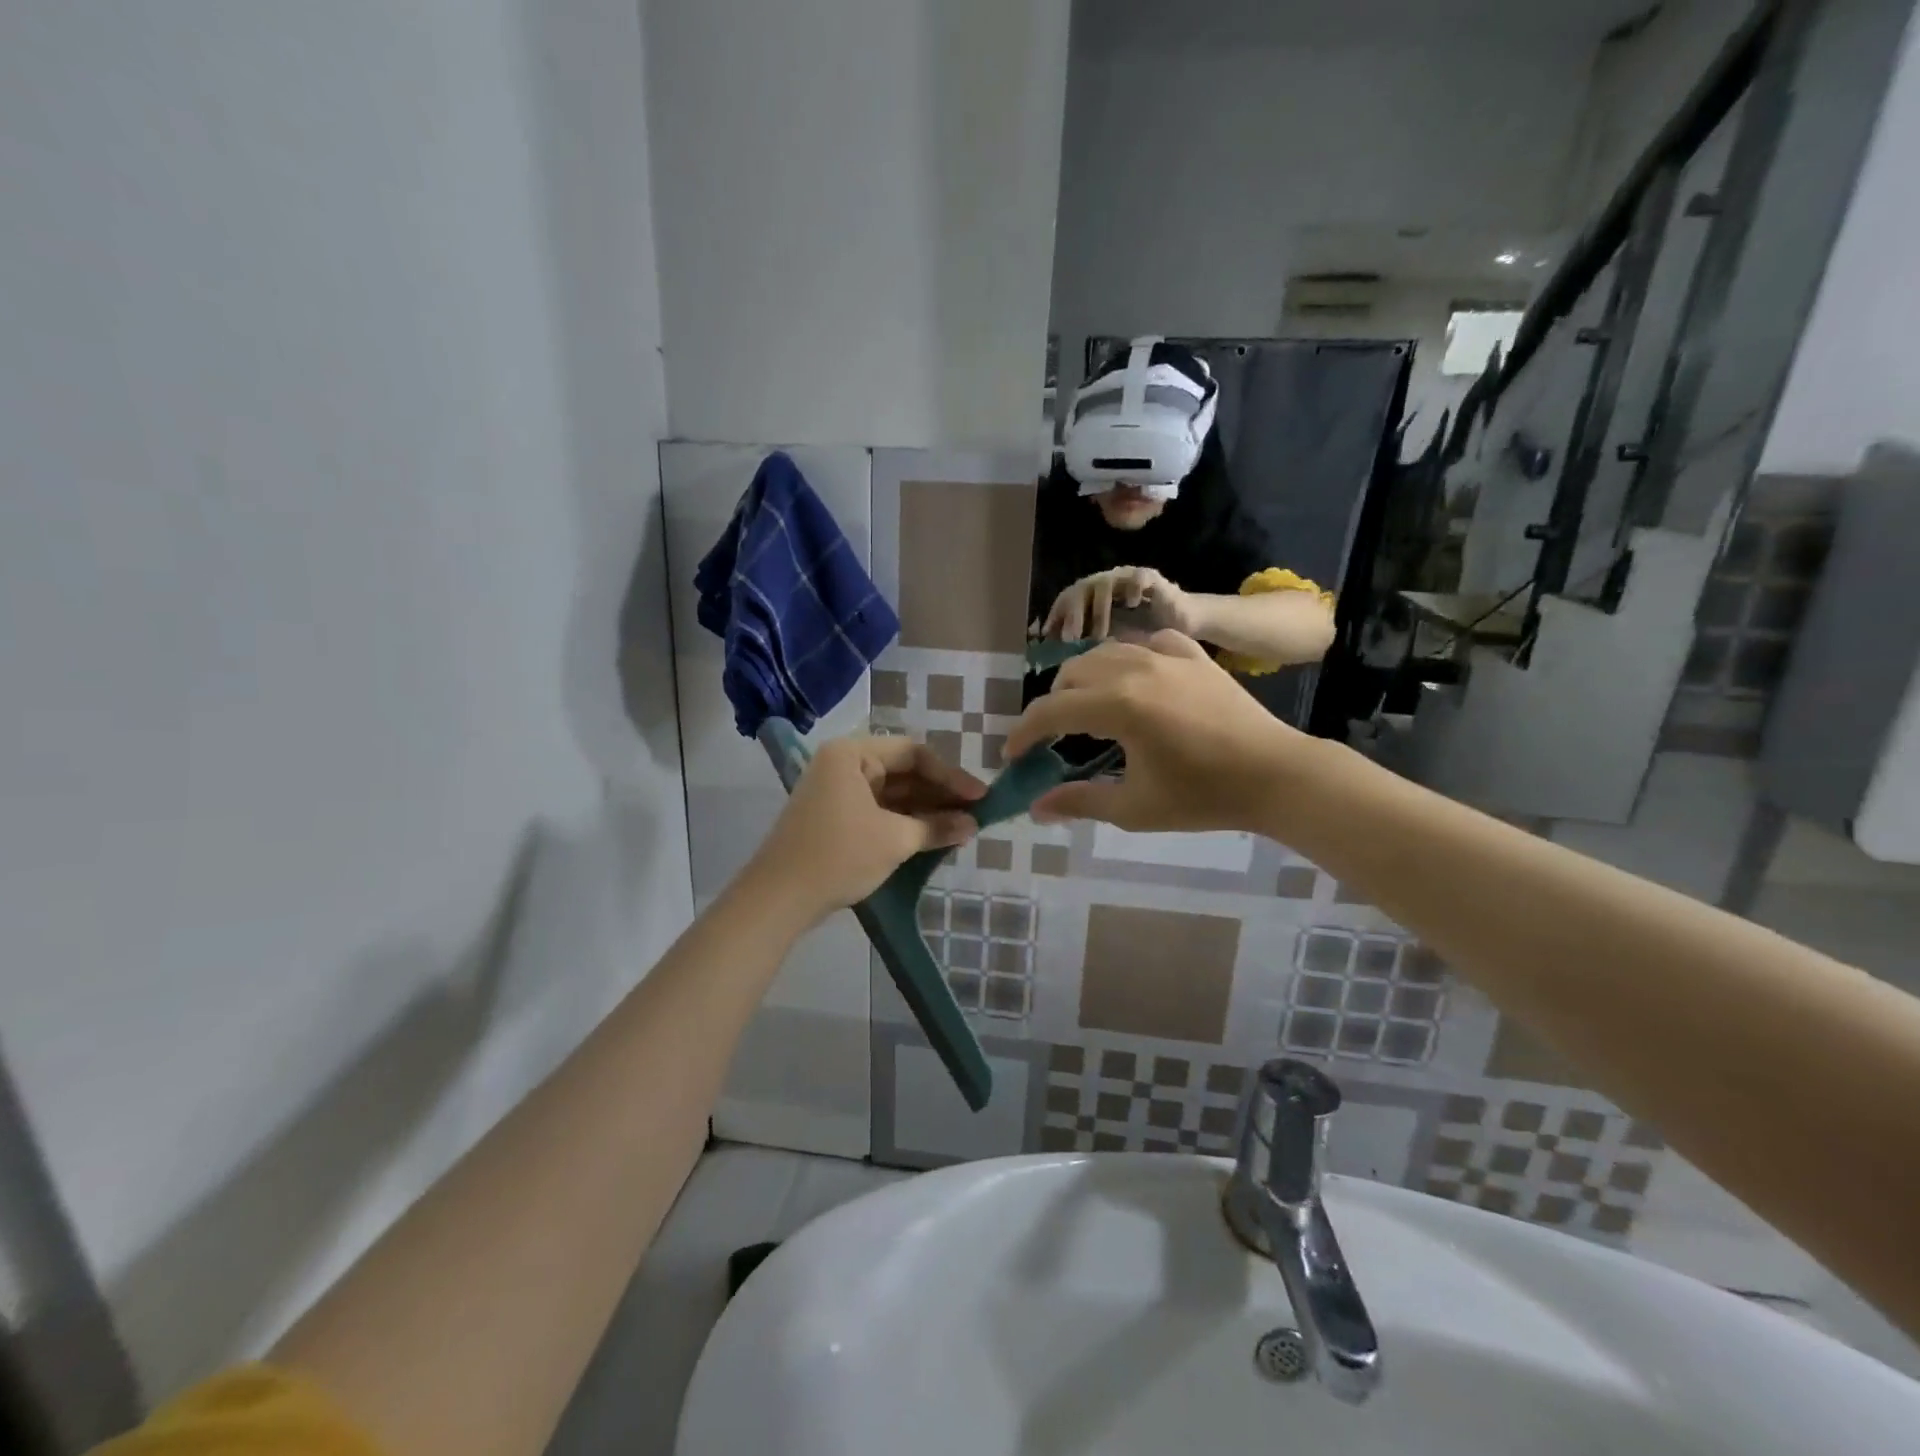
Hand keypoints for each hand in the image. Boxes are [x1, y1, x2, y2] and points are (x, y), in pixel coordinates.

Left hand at [748, 736, 984, 917]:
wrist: (779, 899)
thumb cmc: (839, 856)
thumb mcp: (894, 840)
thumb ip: (936, 827)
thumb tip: (972, 825)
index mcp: (852, 754)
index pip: (913, 753)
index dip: (951, 775)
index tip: (981, 797)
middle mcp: (843, 765)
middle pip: (903, 772)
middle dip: (939, 794)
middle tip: (976, 814)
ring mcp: (837, 792)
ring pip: (893, 794)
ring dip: (925, 811)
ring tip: (961, 828)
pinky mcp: (836, 819)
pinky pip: (879, 811)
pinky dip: (905, 823)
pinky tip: (933, 837)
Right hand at [1006, 631, 1307, 833]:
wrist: (1275, 775)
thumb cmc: (1203, 797)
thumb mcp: (1134, 808)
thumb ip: (1080, 802)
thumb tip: (1036, 808)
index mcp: (1117, 705)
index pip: (1051, 710)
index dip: (1023, 733)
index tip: (1012, 756)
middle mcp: (1134, 669)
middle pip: (1071, 675)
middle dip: (1052, 706)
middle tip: (1053, 739)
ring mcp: (1166, 656)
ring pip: (1104, 653)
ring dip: (1084, 680)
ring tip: (1089, 710)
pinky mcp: (1193, 655)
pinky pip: (1147, 644)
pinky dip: (1128, 660)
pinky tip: (1135, 680)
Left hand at [1043, 567, 1189, 640]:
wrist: (1181, 621)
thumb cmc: (1144, 633)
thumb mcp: (1111, 642)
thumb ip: (1087, 646)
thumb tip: (1060, 664)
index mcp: (1093, 596)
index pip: (1068, 598)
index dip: (1056, 615)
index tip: (1047, 637)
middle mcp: (1107, 583)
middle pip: (1081, 588)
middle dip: (1073, 613)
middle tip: (1071, 638)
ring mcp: (1127, 578)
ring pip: (1105, 583)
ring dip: (1099, 609)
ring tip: (1099, 635)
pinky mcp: (1151, 577)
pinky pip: (1137, 577)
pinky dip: (1131, 589)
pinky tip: (1130, 605)